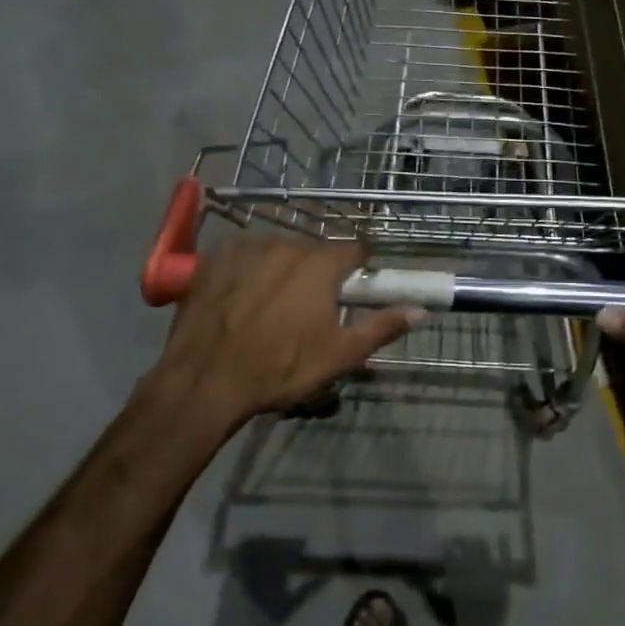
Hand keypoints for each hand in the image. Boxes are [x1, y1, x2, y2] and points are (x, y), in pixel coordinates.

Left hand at [156, 236, 419, 429]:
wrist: (205, 380)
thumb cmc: (280, 368)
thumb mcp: (339, 355)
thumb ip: (381, 327)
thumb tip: (419, 310)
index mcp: (319, 264)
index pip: (353, 249)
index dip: (358, 268)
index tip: (355, 288)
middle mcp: (284, 244)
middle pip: (313, 250)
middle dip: (318, 272)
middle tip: (311, 308)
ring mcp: (244, 249)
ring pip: (276, 251)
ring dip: (282, 269)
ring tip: (272, 306)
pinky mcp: (212, 260)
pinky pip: (242, 257)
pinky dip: (248, 271)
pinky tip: (241, 299)